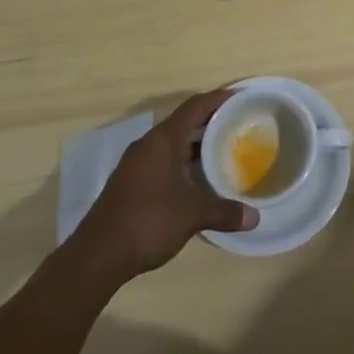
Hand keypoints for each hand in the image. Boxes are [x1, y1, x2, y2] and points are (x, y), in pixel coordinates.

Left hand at [73, 88, 258, 278]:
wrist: (98, 255)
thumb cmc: (148, 221)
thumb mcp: (193, 215)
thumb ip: (225, 212)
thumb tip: (255, 218)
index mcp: (163, 140)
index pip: (195, 106)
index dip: (219, 98)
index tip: (242, 97)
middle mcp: (149, 144)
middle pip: (184, 122)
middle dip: (211, 122)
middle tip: (239, 125)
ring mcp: (136, 163)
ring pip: (173, 143)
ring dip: (196, 144)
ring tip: (224, 150)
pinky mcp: (130, 182)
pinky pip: (163, 159)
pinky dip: (183, 161)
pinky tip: (198, 179)